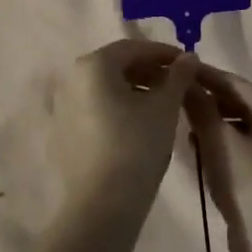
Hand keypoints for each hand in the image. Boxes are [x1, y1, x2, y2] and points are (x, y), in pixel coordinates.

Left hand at [49, 39, 200, 210]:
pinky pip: (95, 109)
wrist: (103, 203)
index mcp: (94, 65)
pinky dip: (118, 109)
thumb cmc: (137, 145)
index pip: (134, 48)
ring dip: (135, 90)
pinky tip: (139, 125)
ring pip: (106, 88)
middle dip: (149, 72)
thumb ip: (177, 76)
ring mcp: (63, 107)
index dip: (164, 53)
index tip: (188, 64)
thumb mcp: (164, 107)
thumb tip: (189, 57)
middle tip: (178, 84)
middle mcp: (72, 79)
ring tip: (162, 105)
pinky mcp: (63, 133)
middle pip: (117, 66)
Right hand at [184, 64, 251, 251]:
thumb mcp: (220, 140)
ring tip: (179, 120)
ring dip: (210, 123)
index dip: (206, 76)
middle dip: (207, 100)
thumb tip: (185, 82)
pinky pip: (236, 151)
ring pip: (236, 129)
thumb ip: (201, 108)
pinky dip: (216, 146)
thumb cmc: (249, 182)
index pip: (236, 84)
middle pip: (238, 104)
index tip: (176, 69)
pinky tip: (194, 149)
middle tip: (173, 95)